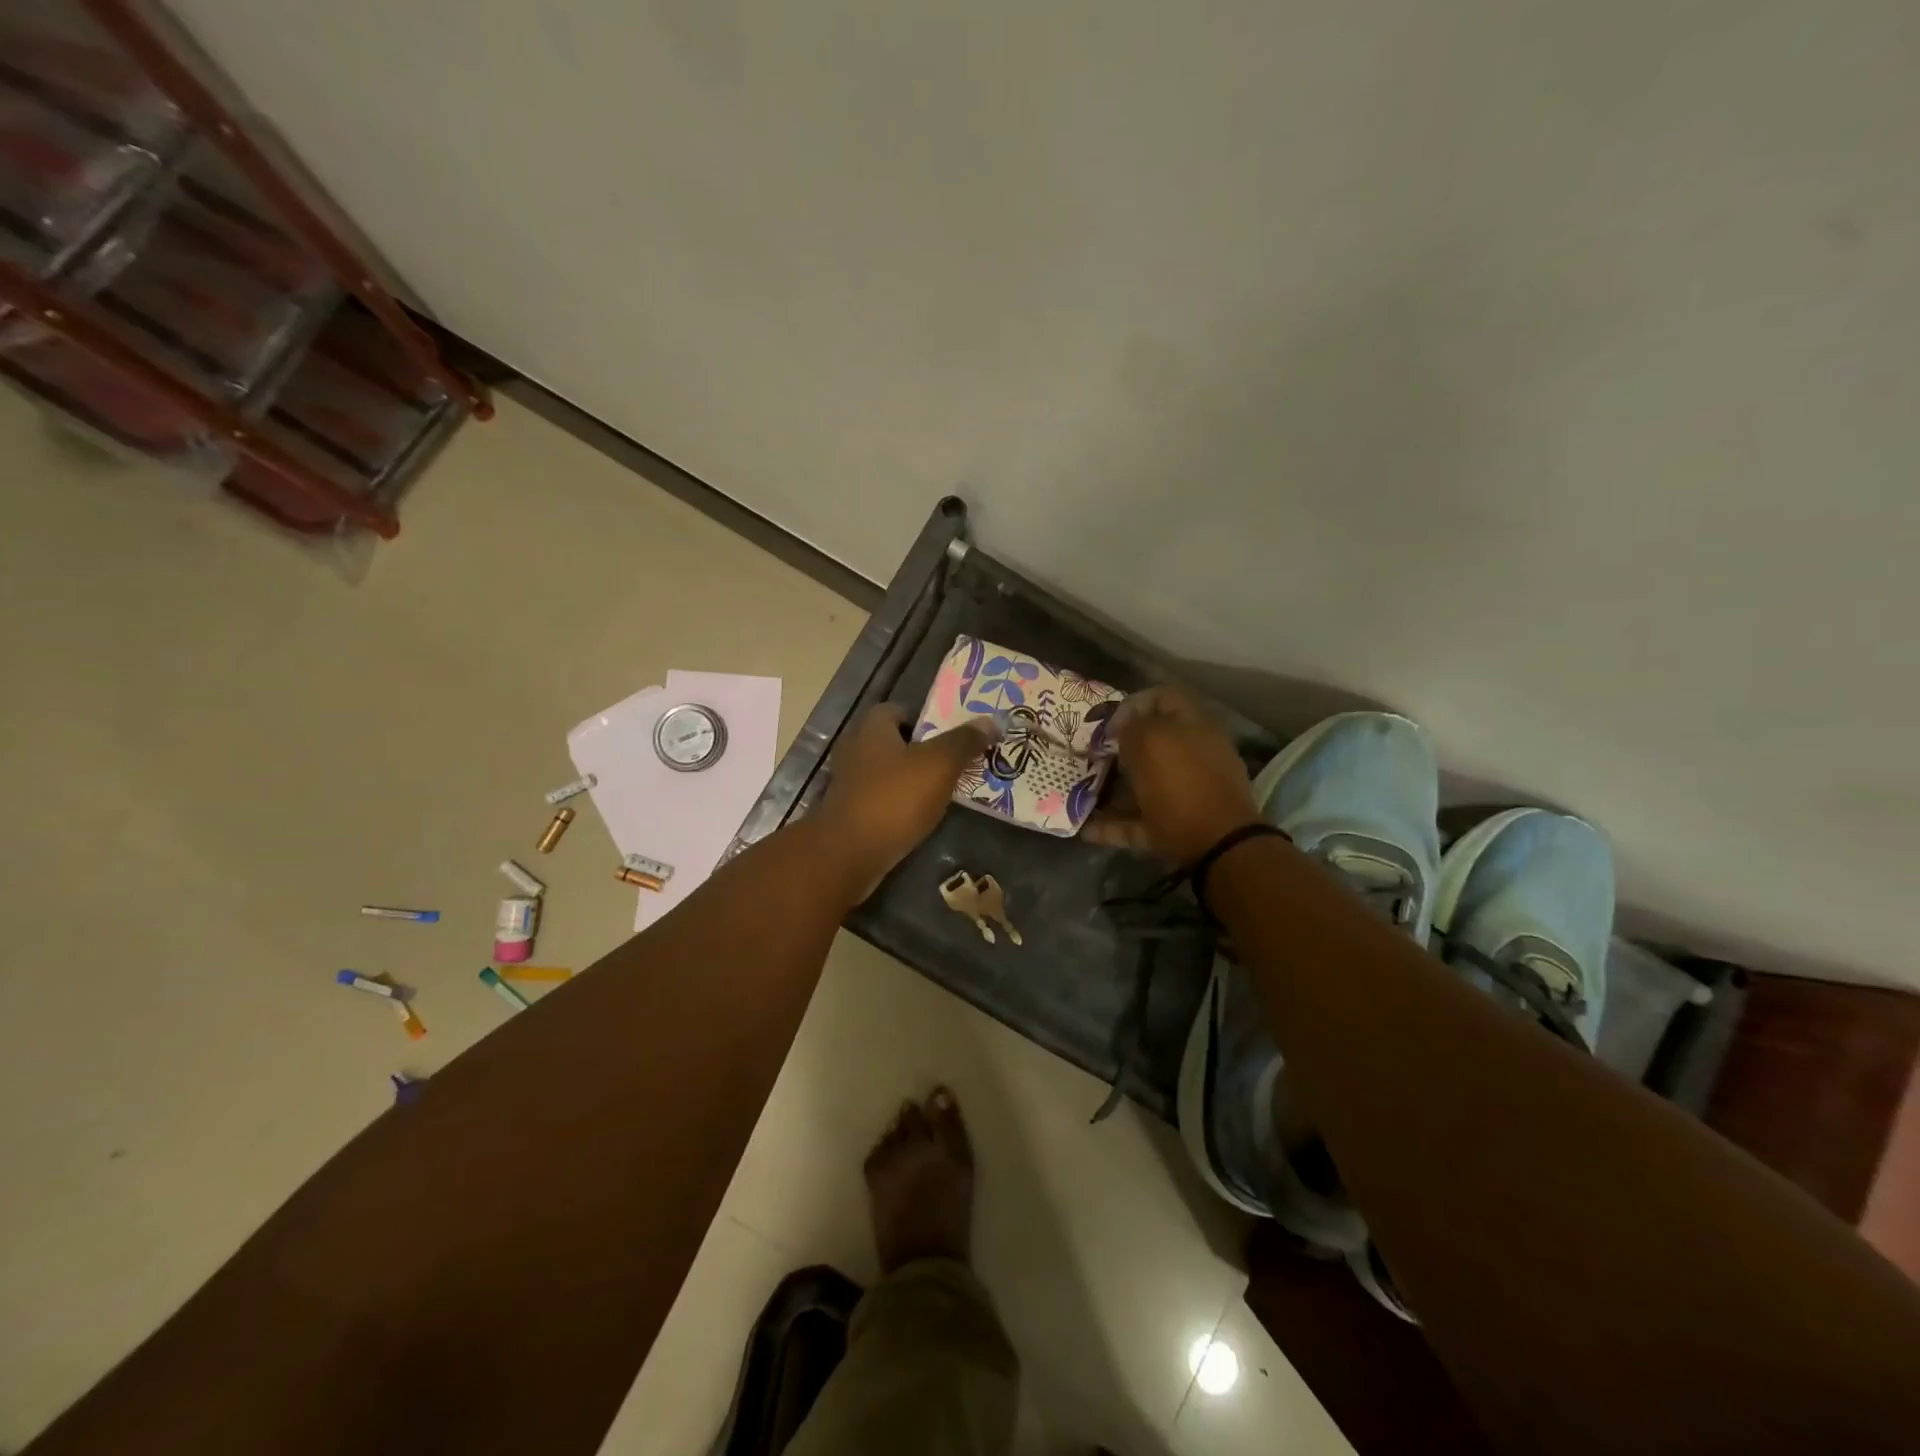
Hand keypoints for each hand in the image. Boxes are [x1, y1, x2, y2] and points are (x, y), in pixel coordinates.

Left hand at [812, 705, 999, 896]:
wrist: (849, 854)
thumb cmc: (894, 798)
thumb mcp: (939, 764)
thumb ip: (964, 741)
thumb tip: (990, 722)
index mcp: (872, 727)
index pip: (899, 710)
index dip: (927, 718)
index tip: (954, 734)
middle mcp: (856, 749)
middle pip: (895, 742)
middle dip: (924, 751)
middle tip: (958, 762)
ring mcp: (849, 783)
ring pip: (889, 773)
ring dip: (913, 780)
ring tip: (947, 791)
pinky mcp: (850, 813)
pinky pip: (883, 800)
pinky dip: (901, 805)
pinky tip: (923, 816)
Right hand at [1093, 685, 1260, 864]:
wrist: (1218, 846)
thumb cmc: (1181, 783)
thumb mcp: (1150, 740)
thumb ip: (1132, 726)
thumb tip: (1122, 729)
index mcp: (1193, 726)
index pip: (1161, 698)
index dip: (1131, 705)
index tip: (1106, 725)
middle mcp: (1193, 755)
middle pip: (1151, 745)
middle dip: (1117, 751)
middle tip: (1090, 758)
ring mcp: (1187, 793)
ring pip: (1144, 784)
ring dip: (1112, 789)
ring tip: (1082, 794)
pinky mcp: (1177, 827)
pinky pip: (1140, 821)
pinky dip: (1114, 825)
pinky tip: (1086, 830)